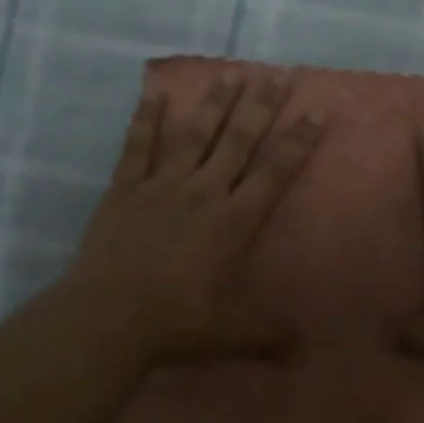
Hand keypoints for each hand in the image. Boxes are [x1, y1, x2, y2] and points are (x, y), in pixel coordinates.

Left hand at [59, 74, 324, 365]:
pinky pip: (138, 146)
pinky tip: (155, 94)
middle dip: (261, 107)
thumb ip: (269, 334)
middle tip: (277, 74)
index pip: (275, 172)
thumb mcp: (231, 334)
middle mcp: (203, 192)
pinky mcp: (125, 189)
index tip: (316, 112)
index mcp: (233, 222)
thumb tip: (306, 348)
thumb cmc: (174, 324)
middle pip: (238, 141)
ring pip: (193, 134)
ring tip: (230, 74)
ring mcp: (161, 186)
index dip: (298, 142)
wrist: (107, 318)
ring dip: (214, 103)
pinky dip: (147, 118)